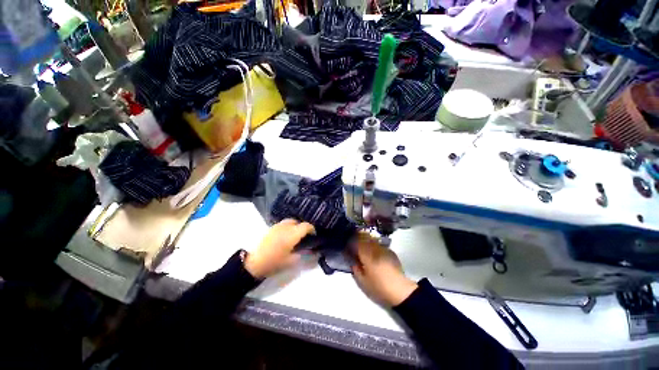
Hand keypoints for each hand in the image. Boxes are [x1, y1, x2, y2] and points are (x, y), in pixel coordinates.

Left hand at [244, 219, 314, 278]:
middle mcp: (286, 227)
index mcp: (292, 234)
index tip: (313, 235)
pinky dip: (287, 227)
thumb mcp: (291, 261)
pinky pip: (283, 224)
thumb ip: (302, 254)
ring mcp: (277, 226)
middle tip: (304, 236)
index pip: (306, 226)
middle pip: (298, 222)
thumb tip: (309, 250)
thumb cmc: (274, 263)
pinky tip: (285, 235)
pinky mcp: (271, 228)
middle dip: (303, 227)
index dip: (312, 229)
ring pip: (290, 221)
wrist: (255, 263)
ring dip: (295, 226)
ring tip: (295, 235)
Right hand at [350, 233, 417, 306]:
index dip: (350, 242)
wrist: (400, 290)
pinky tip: (374, 253)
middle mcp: (374, 248)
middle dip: (358, 238)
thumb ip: (355, 269)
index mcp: (366, 254)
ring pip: (372, 240)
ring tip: (363, 247)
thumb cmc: (379, 287)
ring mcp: (383, 249)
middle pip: (364, 237)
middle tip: (354, 244)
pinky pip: (379, 245)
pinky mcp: (390, 252)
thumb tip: (352, 261)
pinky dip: (374, 246)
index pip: (356, 242)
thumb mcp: (362, 282)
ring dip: (366, 240)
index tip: (347, 245)